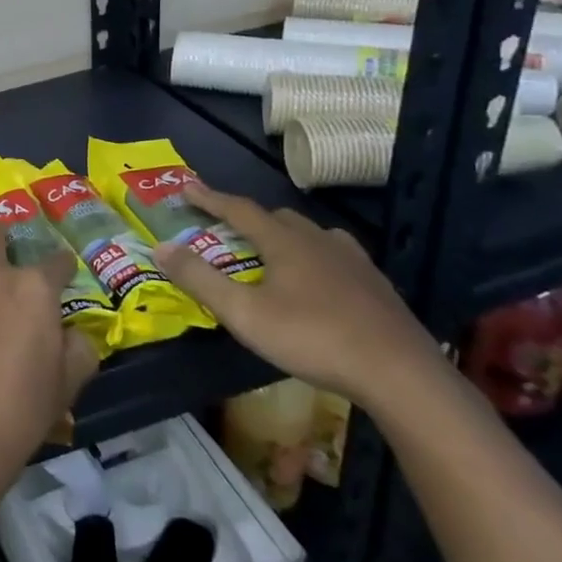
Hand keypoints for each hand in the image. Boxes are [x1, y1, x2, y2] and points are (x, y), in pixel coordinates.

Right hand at [152, 182, 443, 408]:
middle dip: (248, 218)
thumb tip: (161, 247)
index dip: (210, 198)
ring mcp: (353, 261)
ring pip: (311, 234)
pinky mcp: (376, 285)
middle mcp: (319, 241)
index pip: (239, 210)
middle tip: (228, 229)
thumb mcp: (243, 313)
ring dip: (285, 236)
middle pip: (278, 217)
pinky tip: (318, 280)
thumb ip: (199, 279)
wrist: (400, 374)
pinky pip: (336, 256)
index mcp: (285, 242)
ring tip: (273, 252)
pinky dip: (315, 257)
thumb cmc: (313, 338)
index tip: (186, 187)